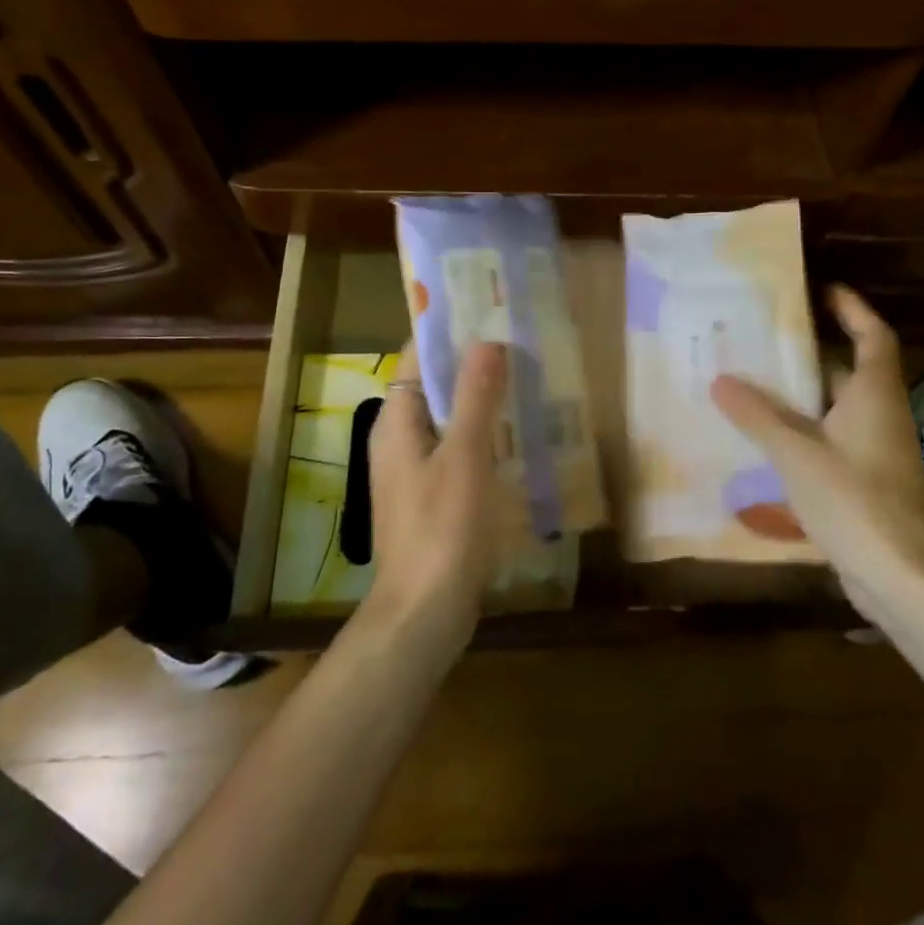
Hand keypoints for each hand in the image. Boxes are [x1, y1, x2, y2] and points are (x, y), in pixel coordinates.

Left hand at [363, 341, 508, 652]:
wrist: (424, 612)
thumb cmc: (442, 528)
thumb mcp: (464, 456)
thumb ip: (475, 397)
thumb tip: (486, 340)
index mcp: (396, 422)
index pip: (417, 358)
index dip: (449, 333)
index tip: (488, 312)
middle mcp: (399, 440)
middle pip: (434, 387)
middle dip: (472, 365)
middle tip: (519, 344)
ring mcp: (414, 471)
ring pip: (448, 420)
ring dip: (480, 401)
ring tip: (526, 381)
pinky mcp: (432, 498)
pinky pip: (456, 451)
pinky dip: (482, 436)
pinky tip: (517, 439)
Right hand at [710, 287, 923, 609]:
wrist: (904, 579)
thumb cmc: (856, 501)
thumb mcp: (797, 454)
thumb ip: (758, 416)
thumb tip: (721, 380)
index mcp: (874, 395)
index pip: (873, 336)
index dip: (853, 309)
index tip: (822, 290)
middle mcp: (880, 416)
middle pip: (849, 371)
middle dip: (811, 352)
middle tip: (764, 338)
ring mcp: (874, 453)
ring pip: (835, 410)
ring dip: (800, 396)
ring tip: (752, 383)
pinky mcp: (864, 484)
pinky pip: (829, 443)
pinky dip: (801, 434)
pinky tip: (764, 441)